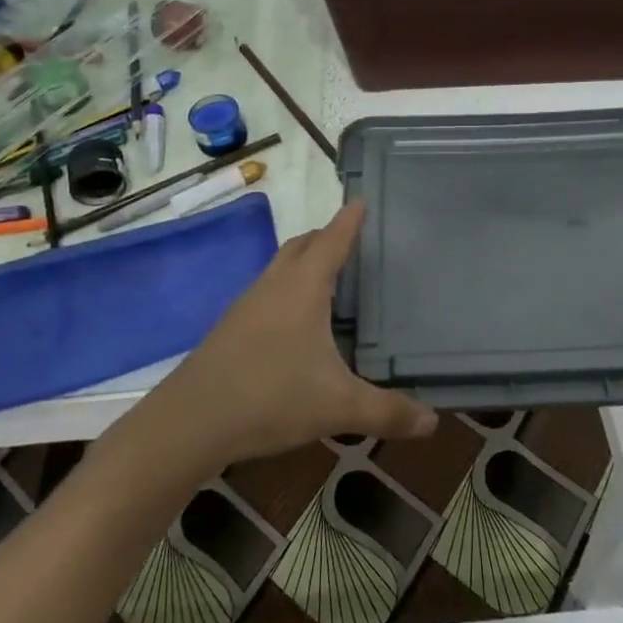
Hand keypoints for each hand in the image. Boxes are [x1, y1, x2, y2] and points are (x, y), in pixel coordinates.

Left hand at [148, 200, 436, 463]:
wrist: (189, 423)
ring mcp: (247, 305)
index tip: (361, 200)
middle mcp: (274, 285)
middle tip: (351, 240)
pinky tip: (296, 323)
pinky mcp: (230, 328)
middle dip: (326, 237)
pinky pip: (266, 293)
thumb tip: (433, 422)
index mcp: (303, 287)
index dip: (349, 220)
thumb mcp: (338, 407)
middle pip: (302, 246)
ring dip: (303, 263)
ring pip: (280, 268)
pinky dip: (287, 290)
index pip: (332, 240)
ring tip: (329, 278)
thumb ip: (387, 412)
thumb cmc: (270, 397)